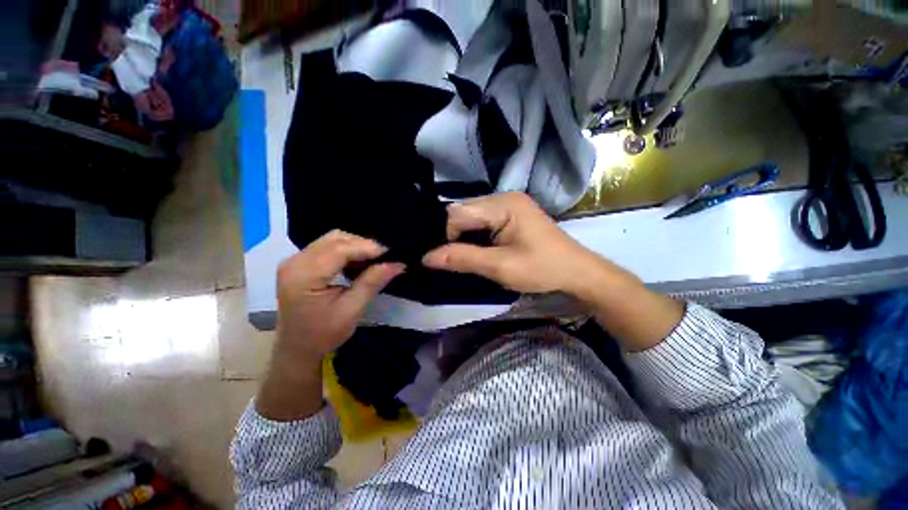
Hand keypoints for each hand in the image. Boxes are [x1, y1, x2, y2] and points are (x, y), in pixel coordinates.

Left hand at [276, 230, 404, 362]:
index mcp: (304, 276)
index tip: (392, 253)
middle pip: (335, 239)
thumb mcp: (352, 310)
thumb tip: (398, 263)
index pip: (340, 249)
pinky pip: (327, 246)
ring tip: (373, 260)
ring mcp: (295, 260)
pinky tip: (358, 261)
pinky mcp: (299, 263)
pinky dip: (347, 250)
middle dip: (363, 244)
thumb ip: (372, 282)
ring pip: (332, 239)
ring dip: (356, 246)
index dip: (368, 247)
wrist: (297, 349)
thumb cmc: (323, 334)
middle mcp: (295, 261)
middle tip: (384, 258)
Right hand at [422, 192, 604, 295]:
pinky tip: (475, 249)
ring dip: (463, 236)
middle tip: (450, 259)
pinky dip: (474, 236)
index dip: (446, 235)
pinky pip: (482, 221)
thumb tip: (426, 257)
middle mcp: (503, 197)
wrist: (576, 272)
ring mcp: (508, 205)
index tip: (443, 258)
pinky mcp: (510, 215)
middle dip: (453, 235)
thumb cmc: (542, 269)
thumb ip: (463, 259)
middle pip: (463, 212)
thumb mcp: (500, 267)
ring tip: (461, 256)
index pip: (458, 212)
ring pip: (471, 217)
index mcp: (503, 204)